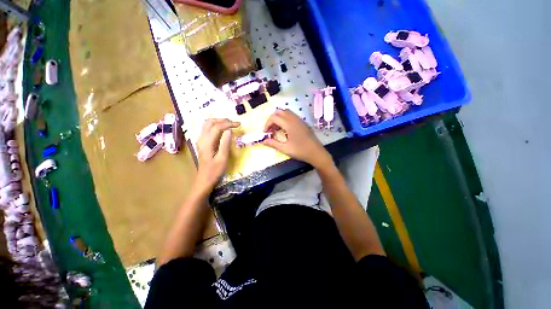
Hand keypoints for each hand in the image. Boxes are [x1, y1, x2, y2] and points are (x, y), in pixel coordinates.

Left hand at [195, 118, 239, 192]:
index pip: (217, 127)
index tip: (239, 124)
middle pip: (210, 122)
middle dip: (223, 120)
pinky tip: (223, 130)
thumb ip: (225, 143)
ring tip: (230, 124)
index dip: (228, 124)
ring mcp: (200, 140)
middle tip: (234, 123)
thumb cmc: (215, 171)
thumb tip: (229, 130)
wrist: (204, 180)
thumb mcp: (222, 158)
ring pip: (207, 124)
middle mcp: (201, 138)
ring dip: (218, 122)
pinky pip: (207, 129)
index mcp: (207, 142)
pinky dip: (215, 126)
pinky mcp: (202, 143)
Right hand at [262, 109, 331, 168]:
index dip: (267, 124)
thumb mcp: (286, 149)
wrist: (316, 153)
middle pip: (279, 111)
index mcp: (289, 124)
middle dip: (272, 119)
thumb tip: (263, 141)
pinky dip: (285, 119)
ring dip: (278, 118)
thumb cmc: (301, 151)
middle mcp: (294, 119)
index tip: (265, 133)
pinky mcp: (302, 122)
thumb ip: (273, 144)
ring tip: (276, 129)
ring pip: (286, 112)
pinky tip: (285, 129)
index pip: (274, 117)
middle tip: (270, 129)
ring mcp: (299, 120)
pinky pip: (291, 115)